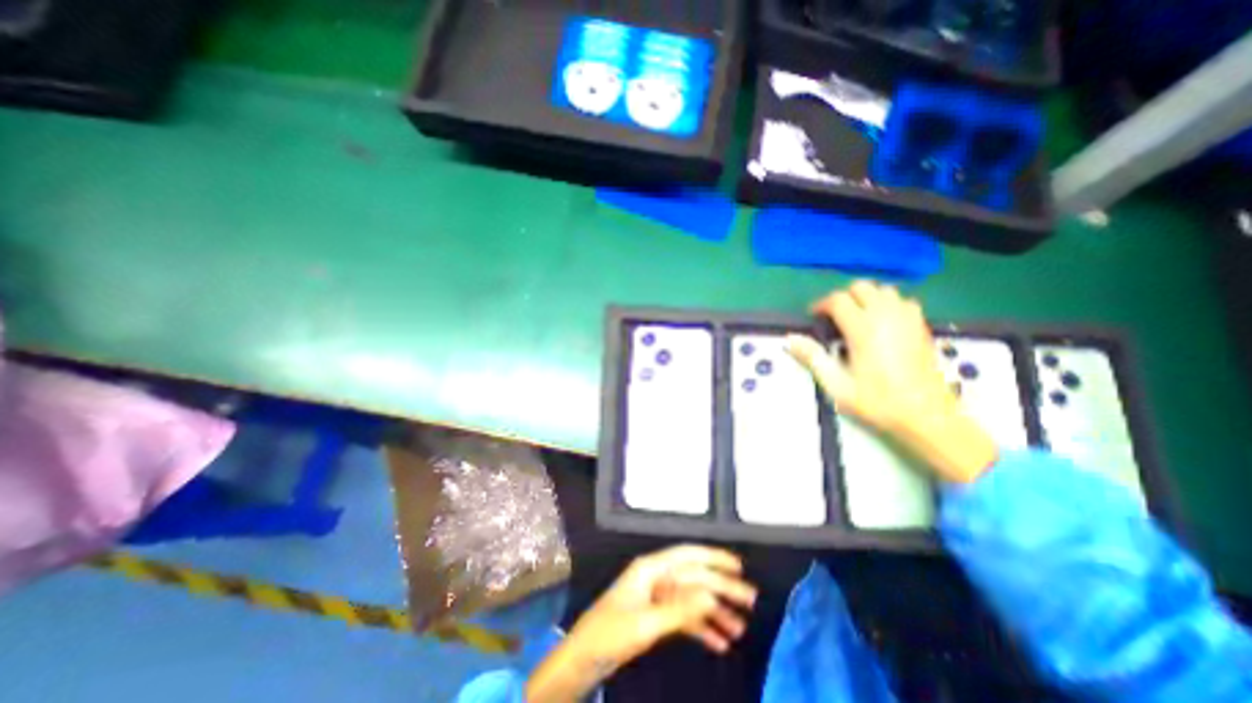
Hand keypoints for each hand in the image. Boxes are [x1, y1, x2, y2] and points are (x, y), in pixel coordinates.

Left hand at [525, 547, 756, 699]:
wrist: (583, 659)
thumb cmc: (610, 634)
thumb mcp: (646, 623)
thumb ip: (679, 609)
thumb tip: (712, 593)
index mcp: (651, 569)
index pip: (687, 555)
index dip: (713, 557)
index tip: (738, 565)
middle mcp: (656, 577)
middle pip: (694, 577)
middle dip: (721, 587)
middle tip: (750, 601)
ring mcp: (656, 597)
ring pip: (692, 598)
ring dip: (715, 611)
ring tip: (740, 628)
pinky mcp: (655, 616)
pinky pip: (684, 618)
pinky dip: (701, 628)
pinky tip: (720, 643)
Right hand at [791, 279, 999, 481]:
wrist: (927, 416)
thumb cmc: (877, 401)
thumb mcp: (837, 384)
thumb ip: (813, 357)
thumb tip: (790, 339)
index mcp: (863, 329)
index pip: (838, 300)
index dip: (821, 305)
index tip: (813, 317)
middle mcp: (886, 316)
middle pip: (862, 287)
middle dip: (843, 297)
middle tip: (833, 317)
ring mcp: (908, 319)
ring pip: (884, 290)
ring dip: (867, 297)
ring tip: (857, 317)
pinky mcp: (921, 326)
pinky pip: (903, 301)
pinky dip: (888, 303)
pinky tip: (883, 322)